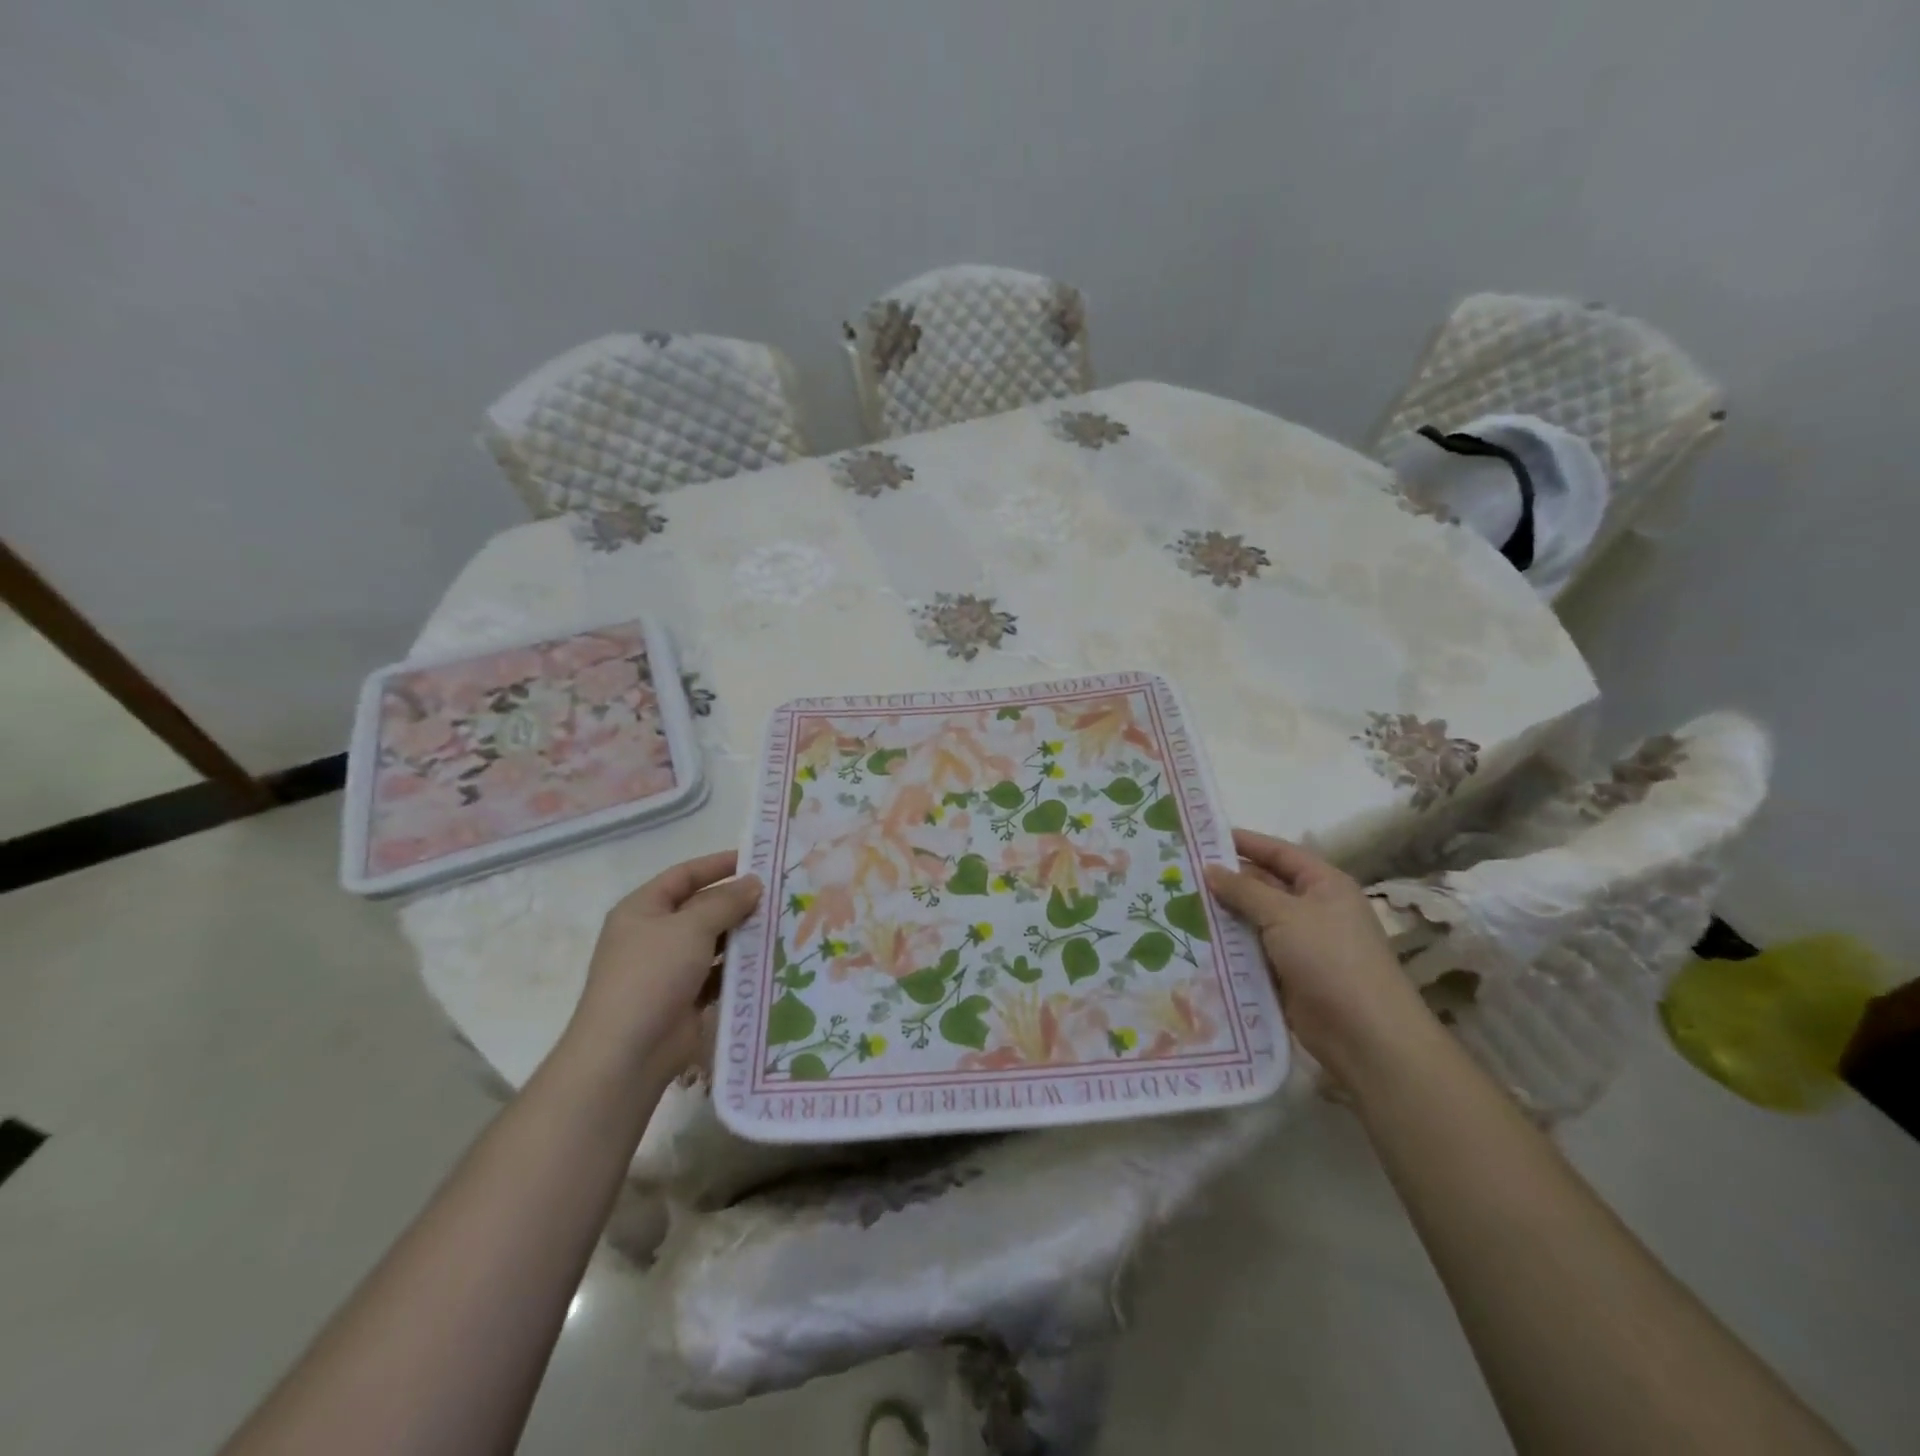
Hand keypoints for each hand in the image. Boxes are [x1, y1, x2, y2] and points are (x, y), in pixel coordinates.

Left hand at [565, 851, 762, 1082]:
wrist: (627, 1054)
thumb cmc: (652, 975)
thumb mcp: (690, 928)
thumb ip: (725, 902)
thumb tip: (754, 883)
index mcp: (642, 909)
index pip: (684, 875)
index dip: (718, 865)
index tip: (756, 860)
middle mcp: (653, 935)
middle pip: (701, 908)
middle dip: (737, 902)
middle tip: (780, 895)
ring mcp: (669, 970)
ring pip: (713, 943)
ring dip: (742, 936)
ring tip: (783, 925)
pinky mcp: (685, 999)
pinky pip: (718, 974)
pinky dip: (740, 968)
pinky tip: (770, 961)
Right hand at [1204, 829, 1431, 1080]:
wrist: (1363, 1034)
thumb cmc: (1330, 959)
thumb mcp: (1284, 914)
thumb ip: (1244, 889)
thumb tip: (1210, 868)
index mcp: (1323, 884)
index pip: (1279, 852)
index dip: (1244, 842)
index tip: (1201, 836)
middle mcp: (1312, 909)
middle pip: (1262, 885)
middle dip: (1225, 880)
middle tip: (1179, 873)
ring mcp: (1299, 943)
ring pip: (1252, 920)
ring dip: (1221, 915)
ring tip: (1174, 903)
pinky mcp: (1285, 974)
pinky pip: (1250, 951)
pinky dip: (1227, 946)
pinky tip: (1192, 940)